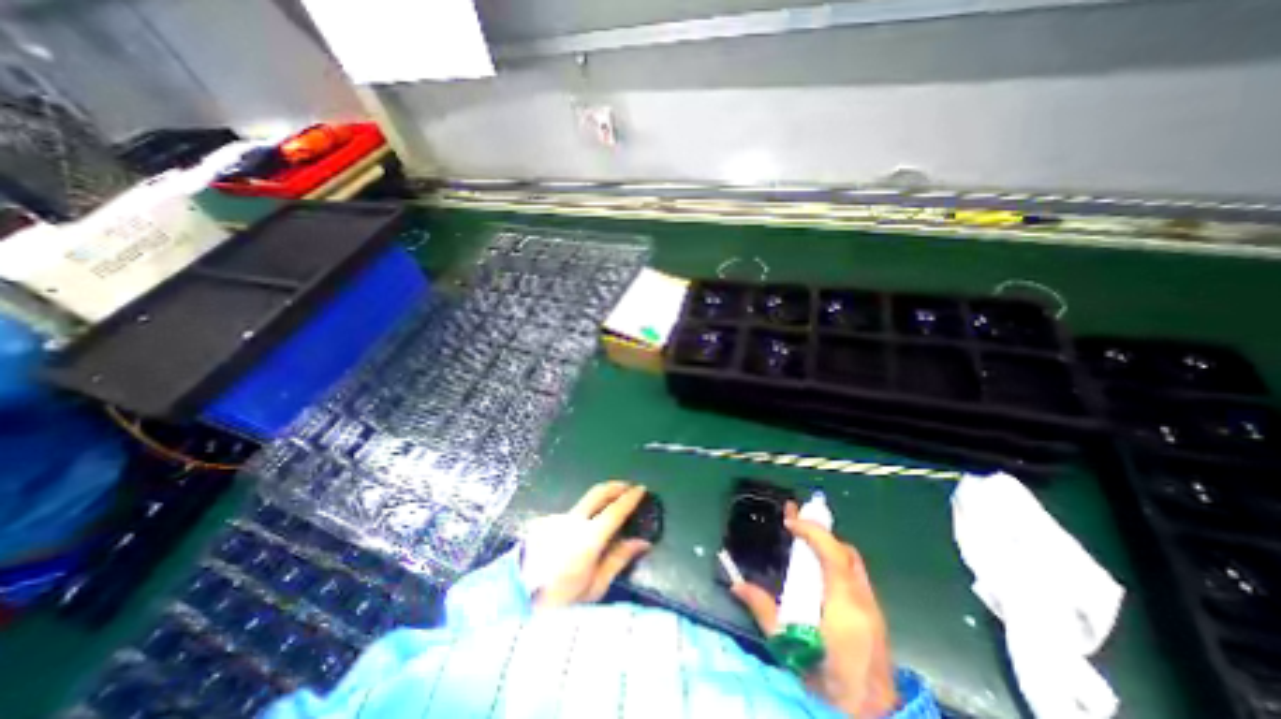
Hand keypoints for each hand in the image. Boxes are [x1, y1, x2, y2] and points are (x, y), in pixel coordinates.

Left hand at [519, 481, 651, 610]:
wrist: (515, 603)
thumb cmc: (561, 602)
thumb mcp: (595, 587)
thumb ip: (619, 559)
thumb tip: (642, 542)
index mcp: (588, 538)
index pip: (615, 510)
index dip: (631, 498)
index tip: (642, 489)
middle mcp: (572, 521)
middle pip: (598, 492)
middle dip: (615, 486)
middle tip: (627, 487)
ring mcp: (556, 519)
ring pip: (582, 505)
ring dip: (596, 504)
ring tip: (604, 517)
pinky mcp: (543, 523)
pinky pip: (568, 517)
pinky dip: (579, 520)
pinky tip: (576, 538)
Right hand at [729, 502, 898, 716]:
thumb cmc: (827, 682)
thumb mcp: (789, 645)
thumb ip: (763, 611)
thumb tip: (737, 585)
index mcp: (845, 604)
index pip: (832, 552)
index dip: (811, 531)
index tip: (789, 523)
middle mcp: (862, 599)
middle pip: (845, 552)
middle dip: (820, 533)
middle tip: (794, 522)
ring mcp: (873, 608)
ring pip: (853, 562)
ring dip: (829, 546)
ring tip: (805, 540)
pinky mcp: (875, 617)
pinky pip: (856, 576)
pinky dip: (837, 562)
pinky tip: (820, 569)